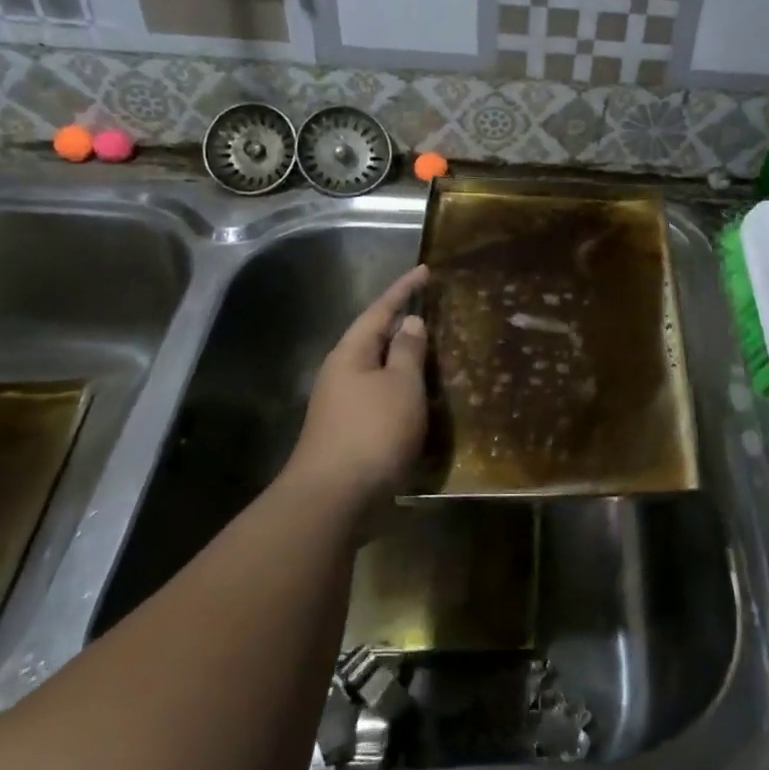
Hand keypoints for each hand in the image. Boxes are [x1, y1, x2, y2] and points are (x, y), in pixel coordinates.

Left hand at [280, 265, 430, 511]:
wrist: (335, 499)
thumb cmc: (372, 432)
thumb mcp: (401, 385)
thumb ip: (408, 351)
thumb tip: (409, 322)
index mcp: (351, 354)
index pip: (380, 310)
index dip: (404, 290)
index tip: (425, 270)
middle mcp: (341, 374)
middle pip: (374, 338)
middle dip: (401, 324)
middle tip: (433, 310)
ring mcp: (342, 405)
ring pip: (378, 370)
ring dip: (403, 359)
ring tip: (433, 351)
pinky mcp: (350, 432)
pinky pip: (381, 396)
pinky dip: (402, 389)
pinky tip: (420, 397)